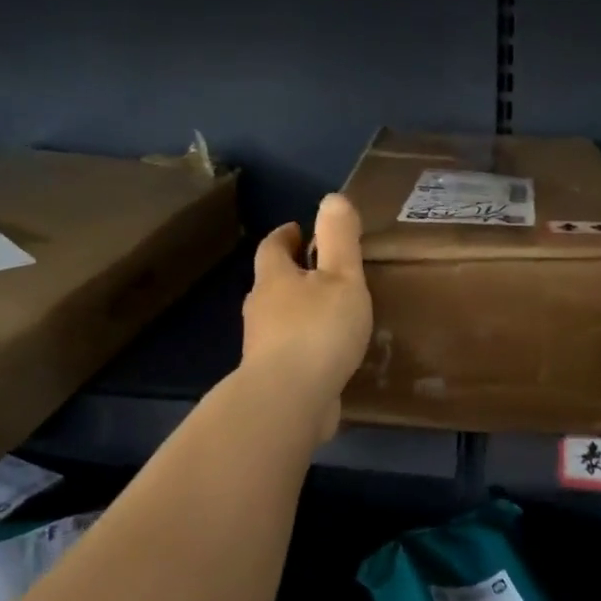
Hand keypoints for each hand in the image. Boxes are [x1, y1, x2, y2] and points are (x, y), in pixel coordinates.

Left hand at [241, 193, 373, 444]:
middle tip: (322, 272)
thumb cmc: (317, 330)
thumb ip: (339, 239)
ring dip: (298, 312)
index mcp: (274, 278)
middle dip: (292, 274)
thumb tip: (332, 198)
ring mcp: (261, 346)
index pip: (272, 247)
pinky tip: (327, 356)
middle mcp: (260, 309)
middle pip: (272, 283)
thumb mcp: (341, 277)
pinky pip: (288, 352)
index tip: (301, 230)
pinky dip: (304, 346)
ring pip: (278, 319)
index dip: (286, 235)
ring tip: (330, 314)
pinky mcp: (270, 378)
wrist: (287, 401)